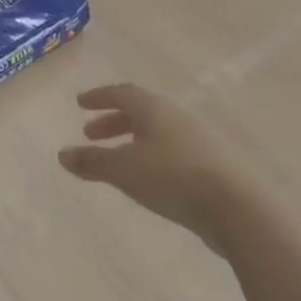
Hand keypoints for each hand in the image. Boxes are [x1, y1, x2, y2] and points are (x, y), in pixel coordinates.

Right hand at [60, 84, 238, 246]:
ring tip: (118, 158)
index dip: (99, 97)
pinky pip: (173, 150)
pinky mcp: (212, 164)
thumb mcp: (124, 170)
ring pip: (157, 131)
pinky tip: (150, 177)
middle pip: (139, 111)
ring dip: (133, 139)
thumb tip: (62, 154)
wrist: (238, 207)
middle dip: (113, 120)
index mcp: (152, 108)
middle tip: (91, 133)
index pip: (121, 93)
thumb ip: (92, 162)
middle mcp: (175, 116)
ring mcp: (197, 139)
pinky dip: (153, 155)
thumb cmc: (172, 177)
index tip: (80, 103)